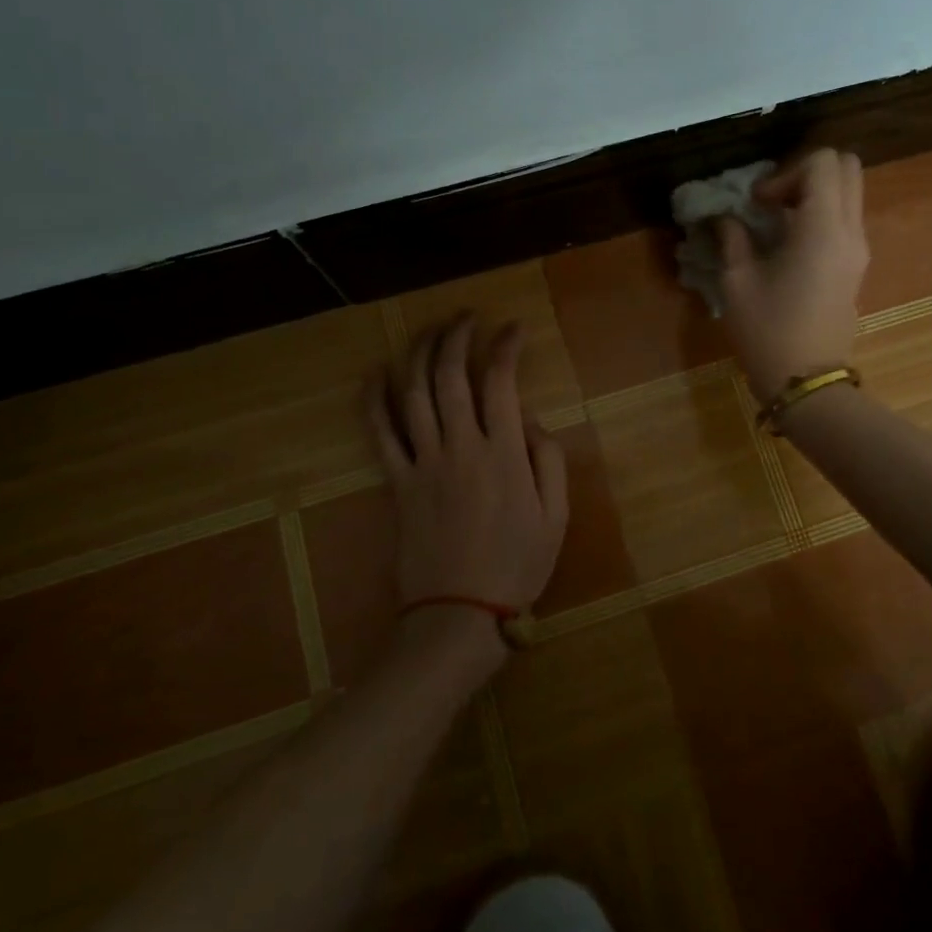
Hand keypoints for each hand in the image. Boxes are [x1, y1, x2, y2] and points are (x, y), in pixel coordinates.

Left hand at [366, 315, 569, 654]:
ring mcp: (424, 462)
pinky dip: (374, 400)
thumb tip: (529, 421)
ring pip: (414, 393)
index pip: (501, 381)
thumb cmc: (516, 566)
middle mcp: (460, 446)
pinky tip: (374, 373)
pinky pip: (380, 433)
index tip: (513, 328)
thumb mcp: (557, 516)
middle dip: (458, 336)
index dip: (506, 346)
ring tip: (430, 329)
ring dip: (420, 353)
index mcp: (503, 453)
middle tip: (467, 316)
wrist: (459, 614)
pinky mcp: (398, 482)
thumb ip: (549, 460)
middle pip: (451, 375)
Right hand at [718, 148, 868, 400]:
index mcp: (822, 228)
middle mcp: (850, 230)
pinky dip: (822, 213)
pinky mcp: (857, 266)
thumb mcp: (738, 282)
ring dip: (815, 193)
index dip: (785, 172)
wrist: (806, 381)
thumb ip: (732, 238)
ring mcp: (859, 249)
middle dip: (806, 172)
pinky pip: (847, 218)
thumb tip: (725, 217)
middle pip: (846, 167)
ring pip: (850, 192)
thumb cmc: (768, 331)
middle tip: (772, 201)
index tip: (757, 203)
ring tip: (777, 221)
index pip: (822, 162)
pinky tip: (790, 242)